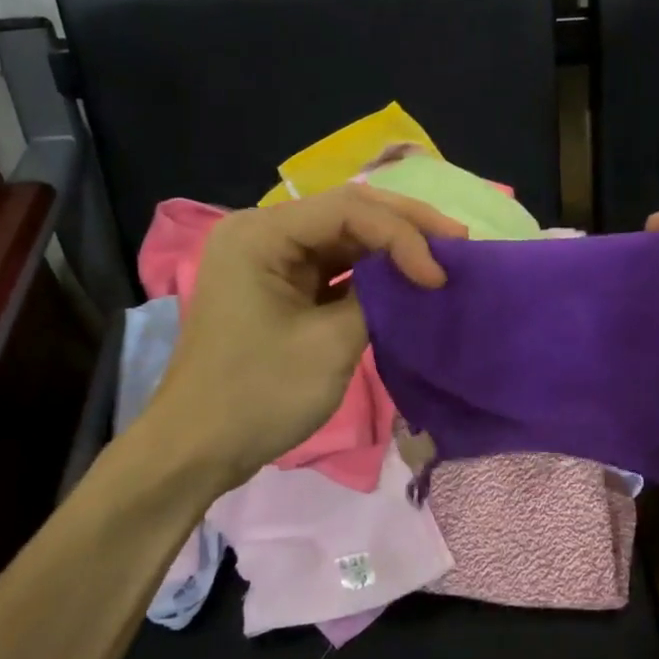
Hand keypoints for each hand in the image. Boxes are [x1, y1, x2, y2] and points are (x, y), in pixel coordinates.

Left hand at [135, 184, 466, 491]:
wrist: (198, 449)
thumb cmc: (258, 394)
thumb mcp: (329, 344)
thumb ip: (377, 298)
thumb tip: (412, 277)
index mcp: (261, 234)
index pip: (348, 210)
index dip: (403, 235)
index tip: (439, 276)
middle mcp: (263, 233)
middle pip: (347, 213)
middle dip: (406, 227)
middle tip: (460, 241)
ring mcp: (270, 260)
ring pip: (345, 238)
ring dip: (393, 248)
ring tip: (443, 256)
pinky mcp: (280, 288)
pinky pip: (334, 268)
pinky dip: (372, 274)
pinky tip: (406, 279)